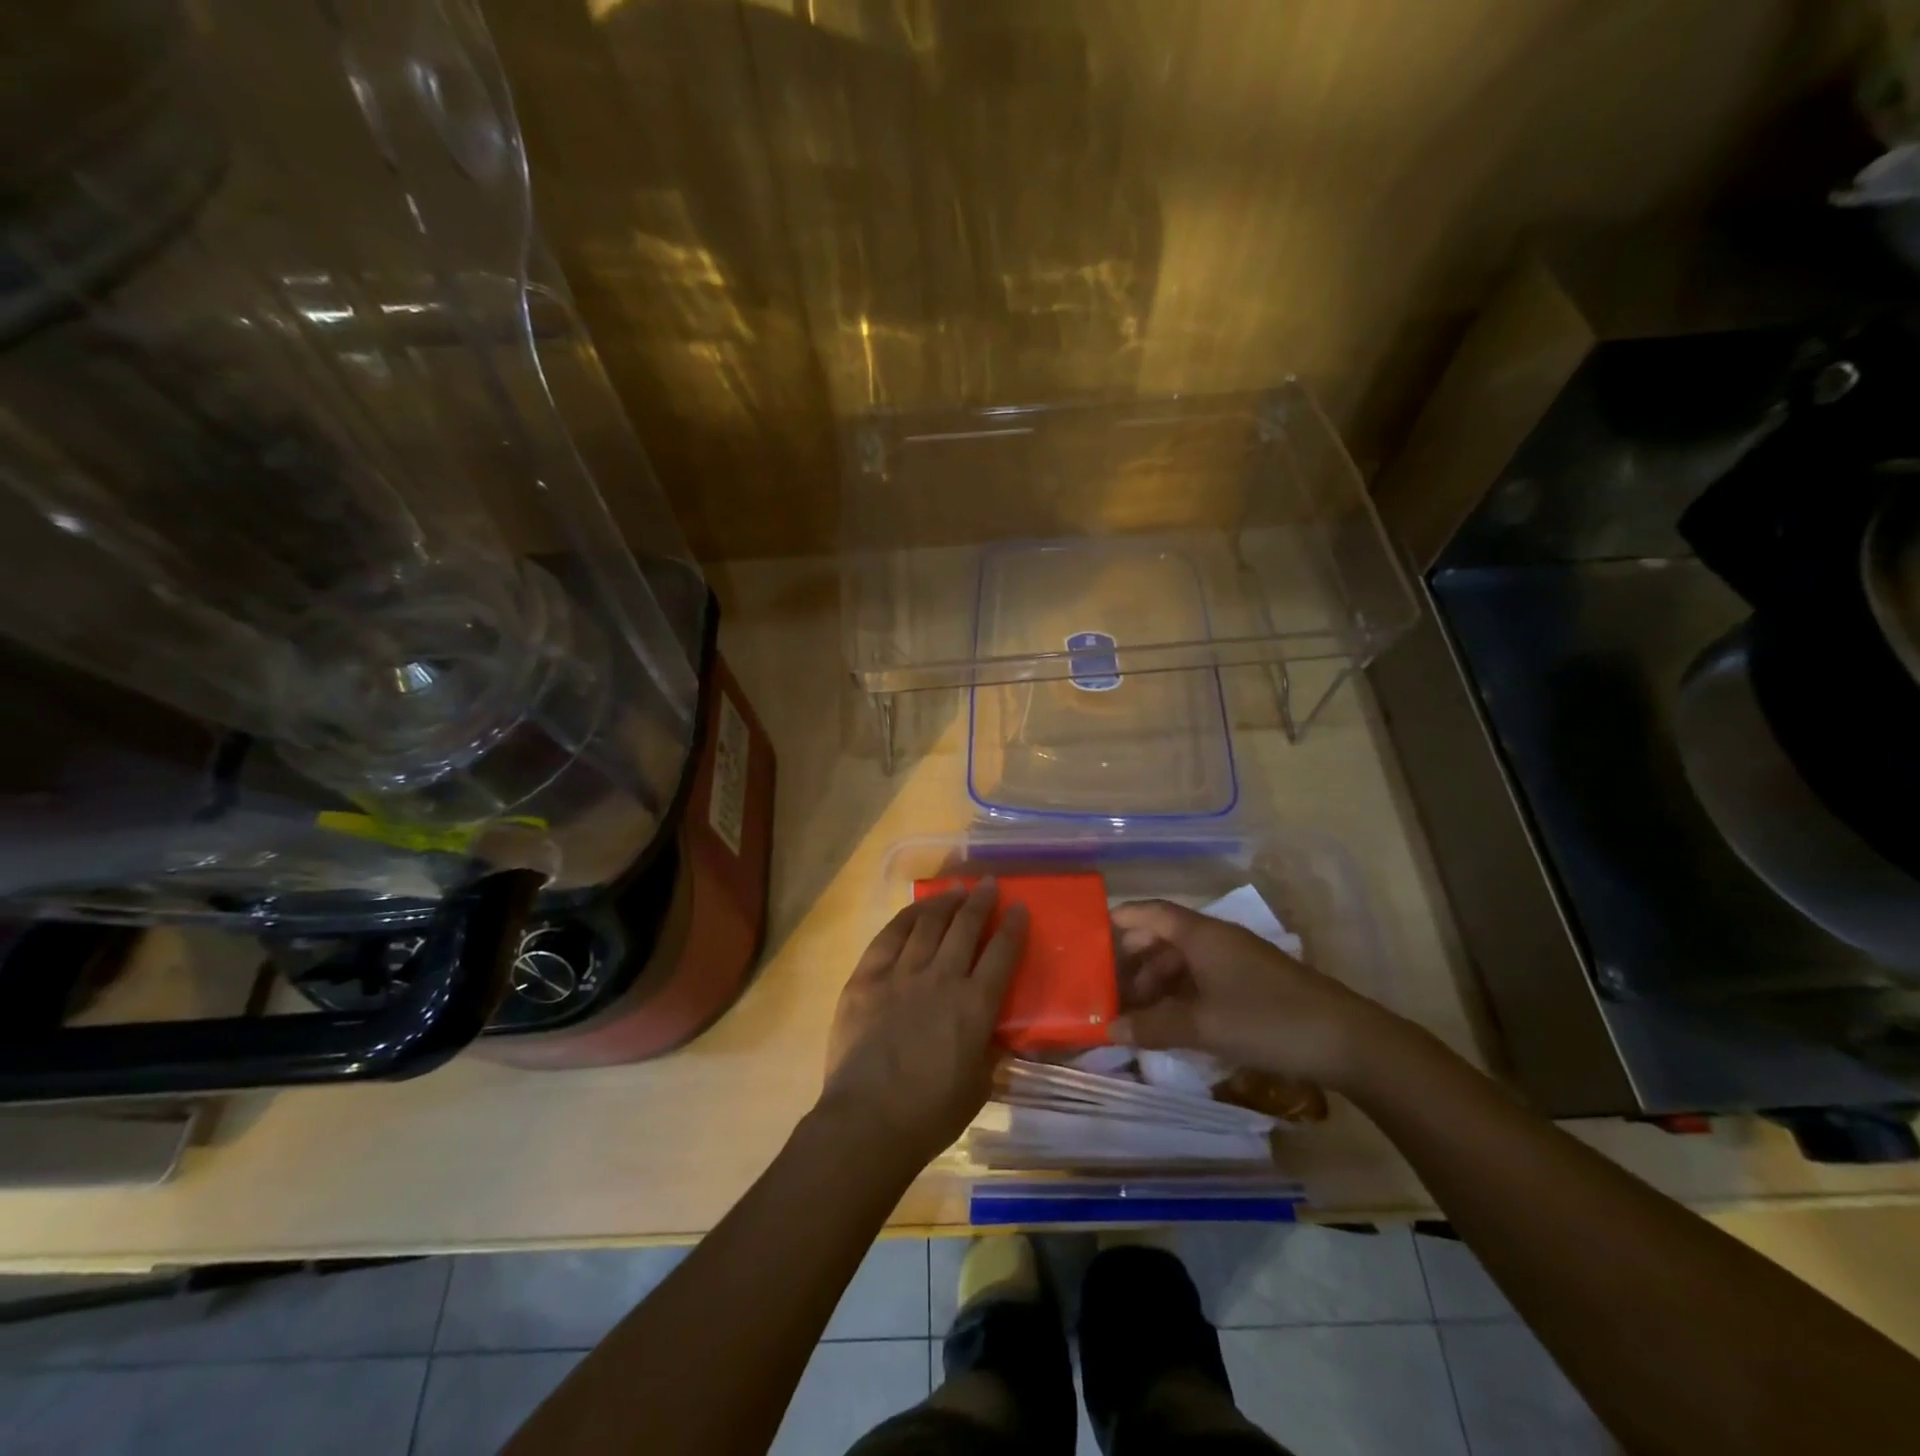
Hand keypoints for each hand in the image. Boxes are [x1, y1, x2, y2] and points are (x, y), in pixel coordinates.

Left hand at [819, 880, 1026, 1166]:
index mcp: (975, 1006)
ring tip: (955, 889)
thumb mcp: (979, 1085)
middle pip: (965, 927)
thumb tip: (992, 1030)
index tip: (1019, 907)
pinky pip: (889, 937)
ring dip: (945, 902)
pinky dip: (906, 918)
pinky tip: (916, 909)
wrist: (868, 1120)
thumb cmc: (930, 1114)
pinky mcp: (867, 978)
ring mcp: (901, 974)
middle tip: (989, 884)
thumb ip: (988, 1049)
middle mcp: (942, 979)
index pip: (1001, 954)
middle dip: (980, 902)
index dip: (1012, 927)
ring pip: (928, 924)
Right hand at [1107, 899, 1398, 1090]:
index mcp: (1201, 935)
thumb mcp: (1204, 1026)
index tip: (1093, 935)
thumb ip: (1155, 1027)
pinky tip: (1174, 1024)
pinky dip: (1182, 996)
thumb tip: (1111, 1030)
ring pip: (1185, 962)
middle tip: (1109, 990)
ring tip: (1138, 1015)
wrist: (1347, 1041)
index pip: (1152, 912)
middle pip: (1165, 938)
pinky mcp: (1253, 984)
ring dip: (1159, 984)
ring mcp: (1238, 961)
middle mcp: (1217, 939)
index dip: (1122, 919)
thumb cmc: (1267, 1020)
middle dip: (1135, 962)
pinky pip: (1204, 980)